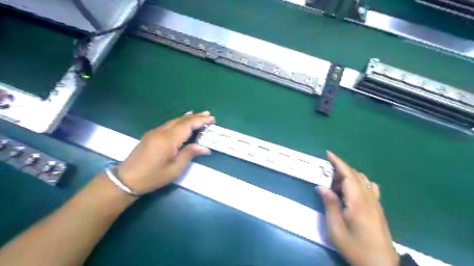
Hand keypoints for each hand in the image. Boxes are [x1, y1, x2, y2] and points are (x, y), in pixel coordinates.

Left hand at [117, 111, 215, 193]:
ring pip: (174, 120)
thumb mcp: (175, 169)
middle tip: (208, 114)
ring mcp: (155, 132)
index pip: (188, 125)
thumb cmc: (153, 176)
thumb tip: (205, 147)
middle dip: (196, 116)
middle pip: (181, 120)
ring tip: (199, 115)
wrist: (126, 179)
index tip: (212, 119)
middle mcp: (161, 132)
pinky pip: (168, 124)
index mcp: (168, 139)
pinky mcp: (151, 135)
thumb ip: (189, 154)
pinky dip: (179, 121)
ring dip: (187, 117)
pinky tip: (182, 121)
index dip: (200, 120)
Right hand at [318, 151, 398, 265]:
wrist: (380, 264)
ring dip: (348, 176)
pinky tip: (352, 190)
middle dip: (340, 169)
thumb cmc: (355, 246)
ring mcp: (376, 203)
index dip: (338, 162)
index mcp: (357, 201)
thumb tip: (321, 187)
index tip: (328, 153)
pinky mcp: (378, 208)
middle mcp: (369, 198)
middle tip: (326, 175)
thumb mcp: (336, 228)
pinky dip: (359, 183)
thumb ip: (330, 205)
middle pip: (355, 175)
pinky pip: (369, 188)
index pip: (348, 175)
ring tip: (336, 185)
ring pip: (363, 180)